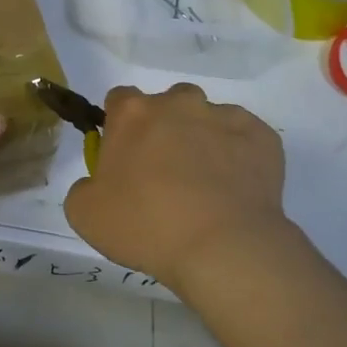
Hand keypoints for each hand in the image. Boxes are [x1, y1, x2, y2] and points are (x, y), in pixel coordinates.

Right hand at [64, 84, 289, 289]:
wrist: (222, 247)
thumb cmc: (145, 225)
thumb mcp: (84, 214)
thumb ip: (84, 186)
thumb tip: (98, 182)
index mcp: (133, 113)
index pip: (118, 100)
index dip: (119, 126)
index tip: (123, 156)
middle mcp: (179, 103)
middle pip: (166, 105)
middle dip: (164, 129)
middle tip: (164, 174)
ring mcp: (225, 116)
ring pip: (208, 119)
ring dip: (202, 140)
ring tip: (205, 185)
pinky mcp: (262, 136)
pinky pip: (244, 139)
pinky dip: (238, 156)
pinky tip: (234, 191)